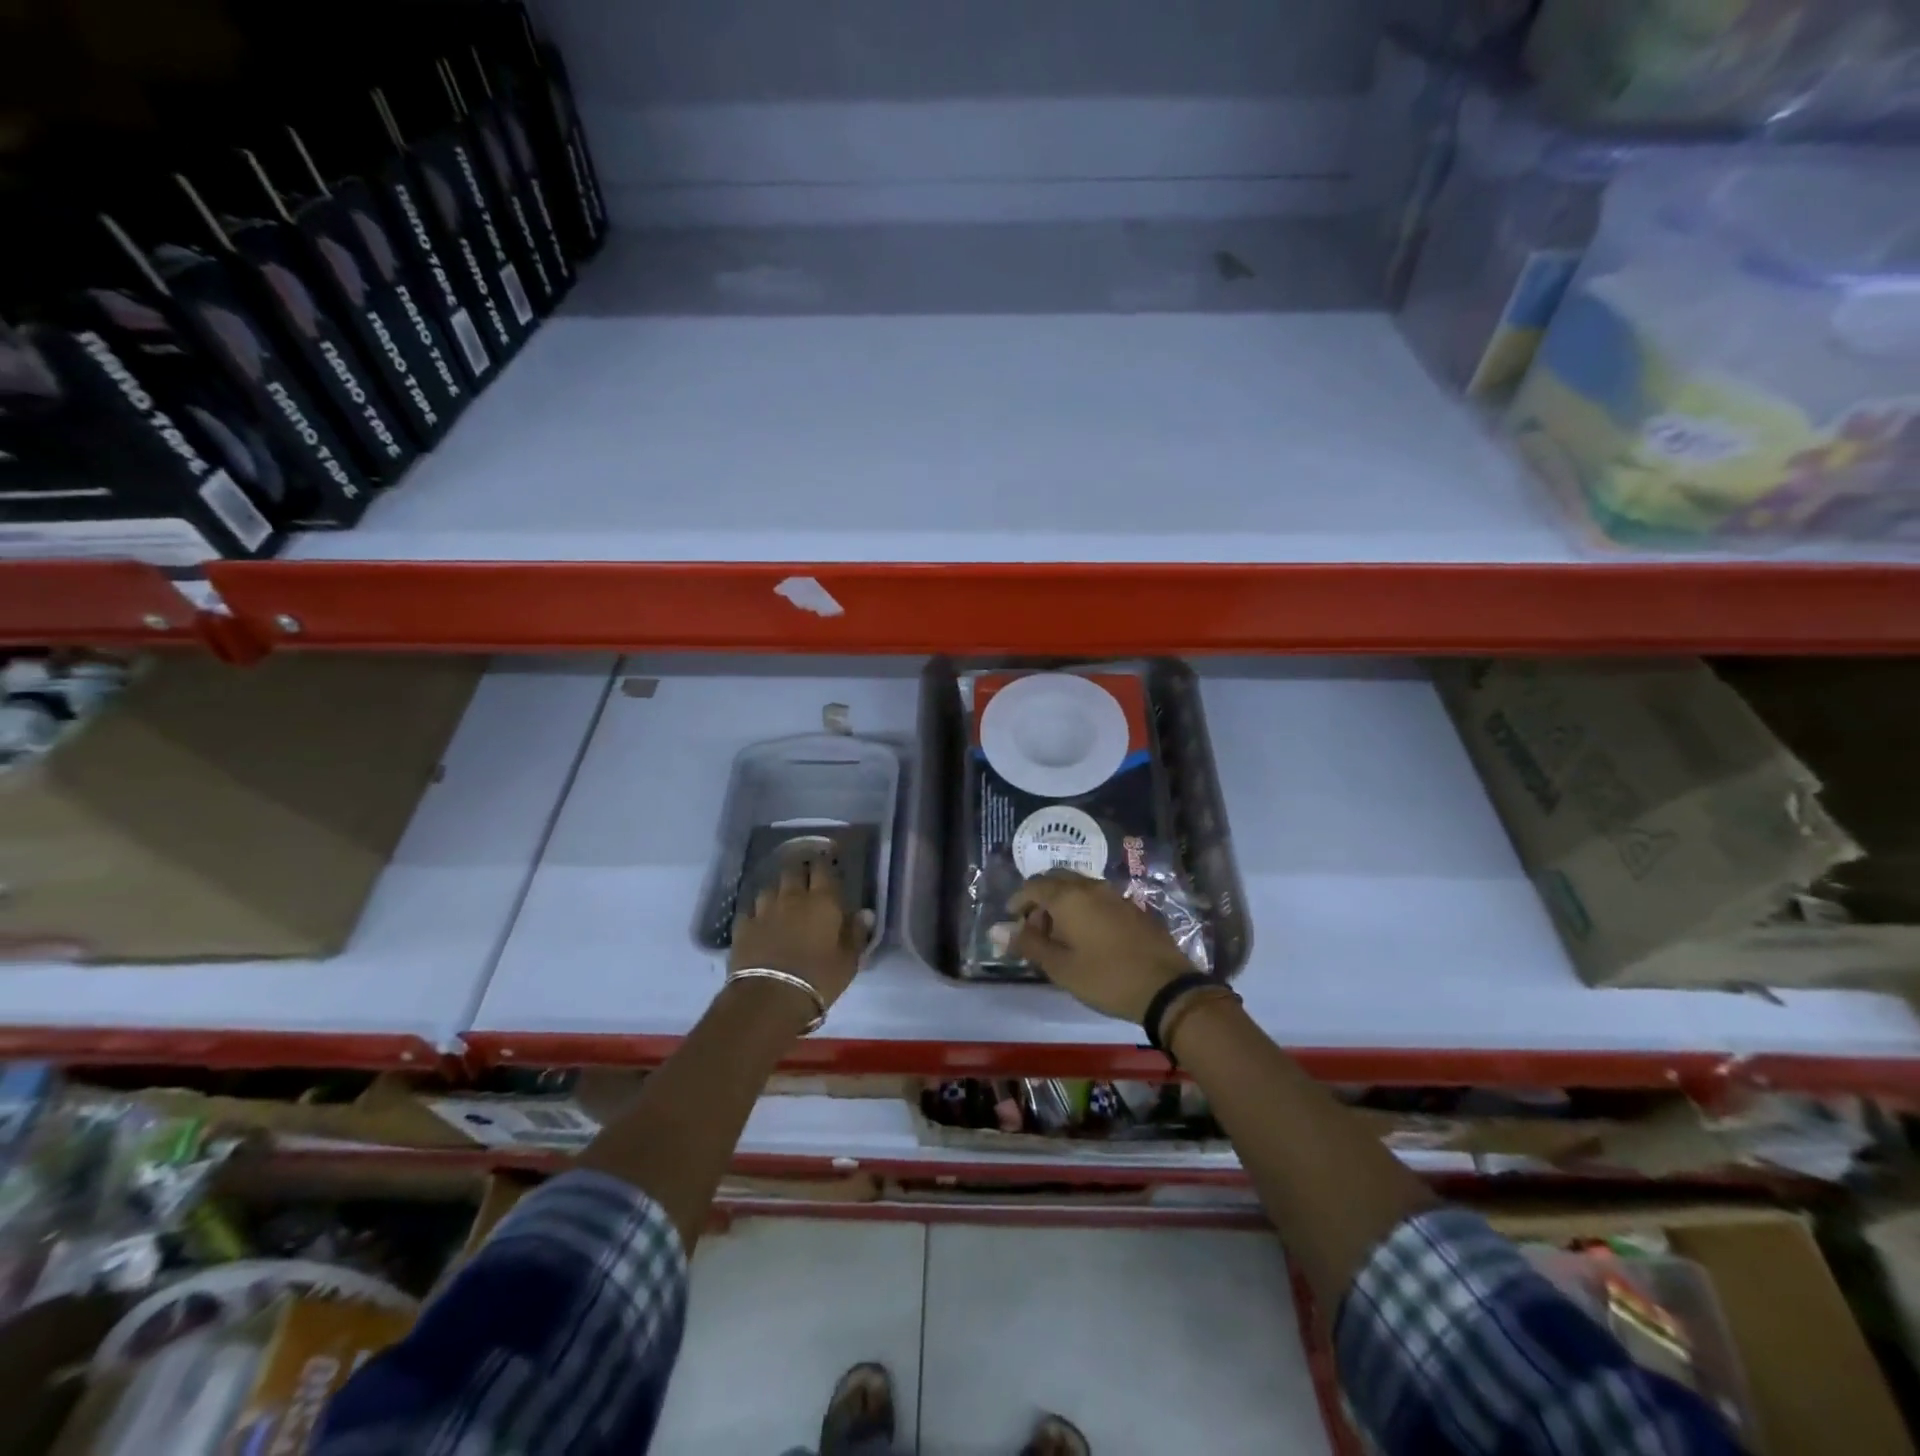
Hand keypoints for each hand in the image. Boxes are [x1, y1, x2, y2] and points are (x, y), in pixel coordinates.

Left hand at [730, 855, 872, 1009]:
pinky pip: (750, 909)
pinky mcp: (742, 926)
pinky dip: (757, 911)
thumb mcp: (848, 961)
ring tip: (781, 898)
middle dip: (799, 870)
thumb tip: (865, 913)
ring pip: (770, 887)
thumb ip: (857, 933)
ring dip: (777, 889)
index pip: (823, 868)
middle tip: (805, 877)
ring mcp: (764, 910)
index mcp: (822, 901)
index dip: (825, 862)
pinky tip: (759, 919)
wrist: (770, 998)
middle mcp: (792, 897)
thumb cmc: (818, 979)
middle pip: (793, 870)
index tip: (828, 862)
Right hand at [1008, 871, 1195, 1023]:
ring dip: (1062, 904)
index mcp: (1069, 897)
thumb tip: (996, 929)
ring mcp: (1115, 895)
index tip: (1012, 922)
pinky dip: (1083, 909)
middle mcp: (1091, 887)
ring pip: (1079, 888)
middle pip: (1057, 880)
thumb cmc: (1105, 978)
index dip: (1018, 901)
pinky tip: (1087, 937)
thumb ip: (1028, 944)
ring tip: (1059, 937)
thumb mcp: (1060, 967)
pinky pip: (1098, 898)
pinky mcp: (1133, 908)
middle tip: (1034, 929)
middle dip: (1040, 899)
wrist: (1166, 988)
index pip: (1034, 885)